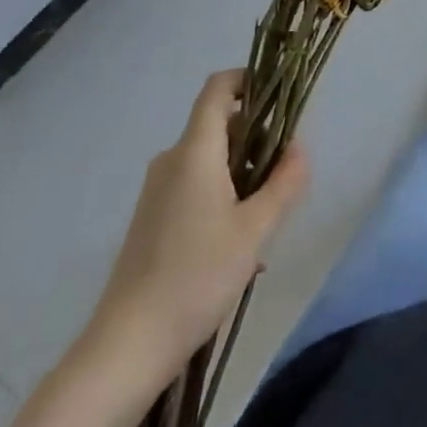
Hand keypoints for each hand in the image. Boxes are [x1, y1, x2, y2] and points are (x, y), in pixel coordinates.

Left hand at [86, 70, 308, 383]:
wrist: (127, 347)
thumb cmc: (196, 276)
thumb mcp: (255, 229)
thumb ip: (284, 182)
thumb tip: (299, 147)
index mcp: (195, 151)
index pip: (218, 88)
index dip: (248, 79)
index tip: (279, 97)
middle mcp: (171, 160)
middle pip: (219, 125)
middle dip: (257, 138)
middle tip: (284, 173)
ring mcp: (157, 191)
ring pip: (209, 160)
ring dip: (242, 174)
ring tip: (266, 219)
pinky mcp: (151, 218)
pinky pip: (194, 187)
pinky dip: (222, 197)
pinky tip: (239, 246)